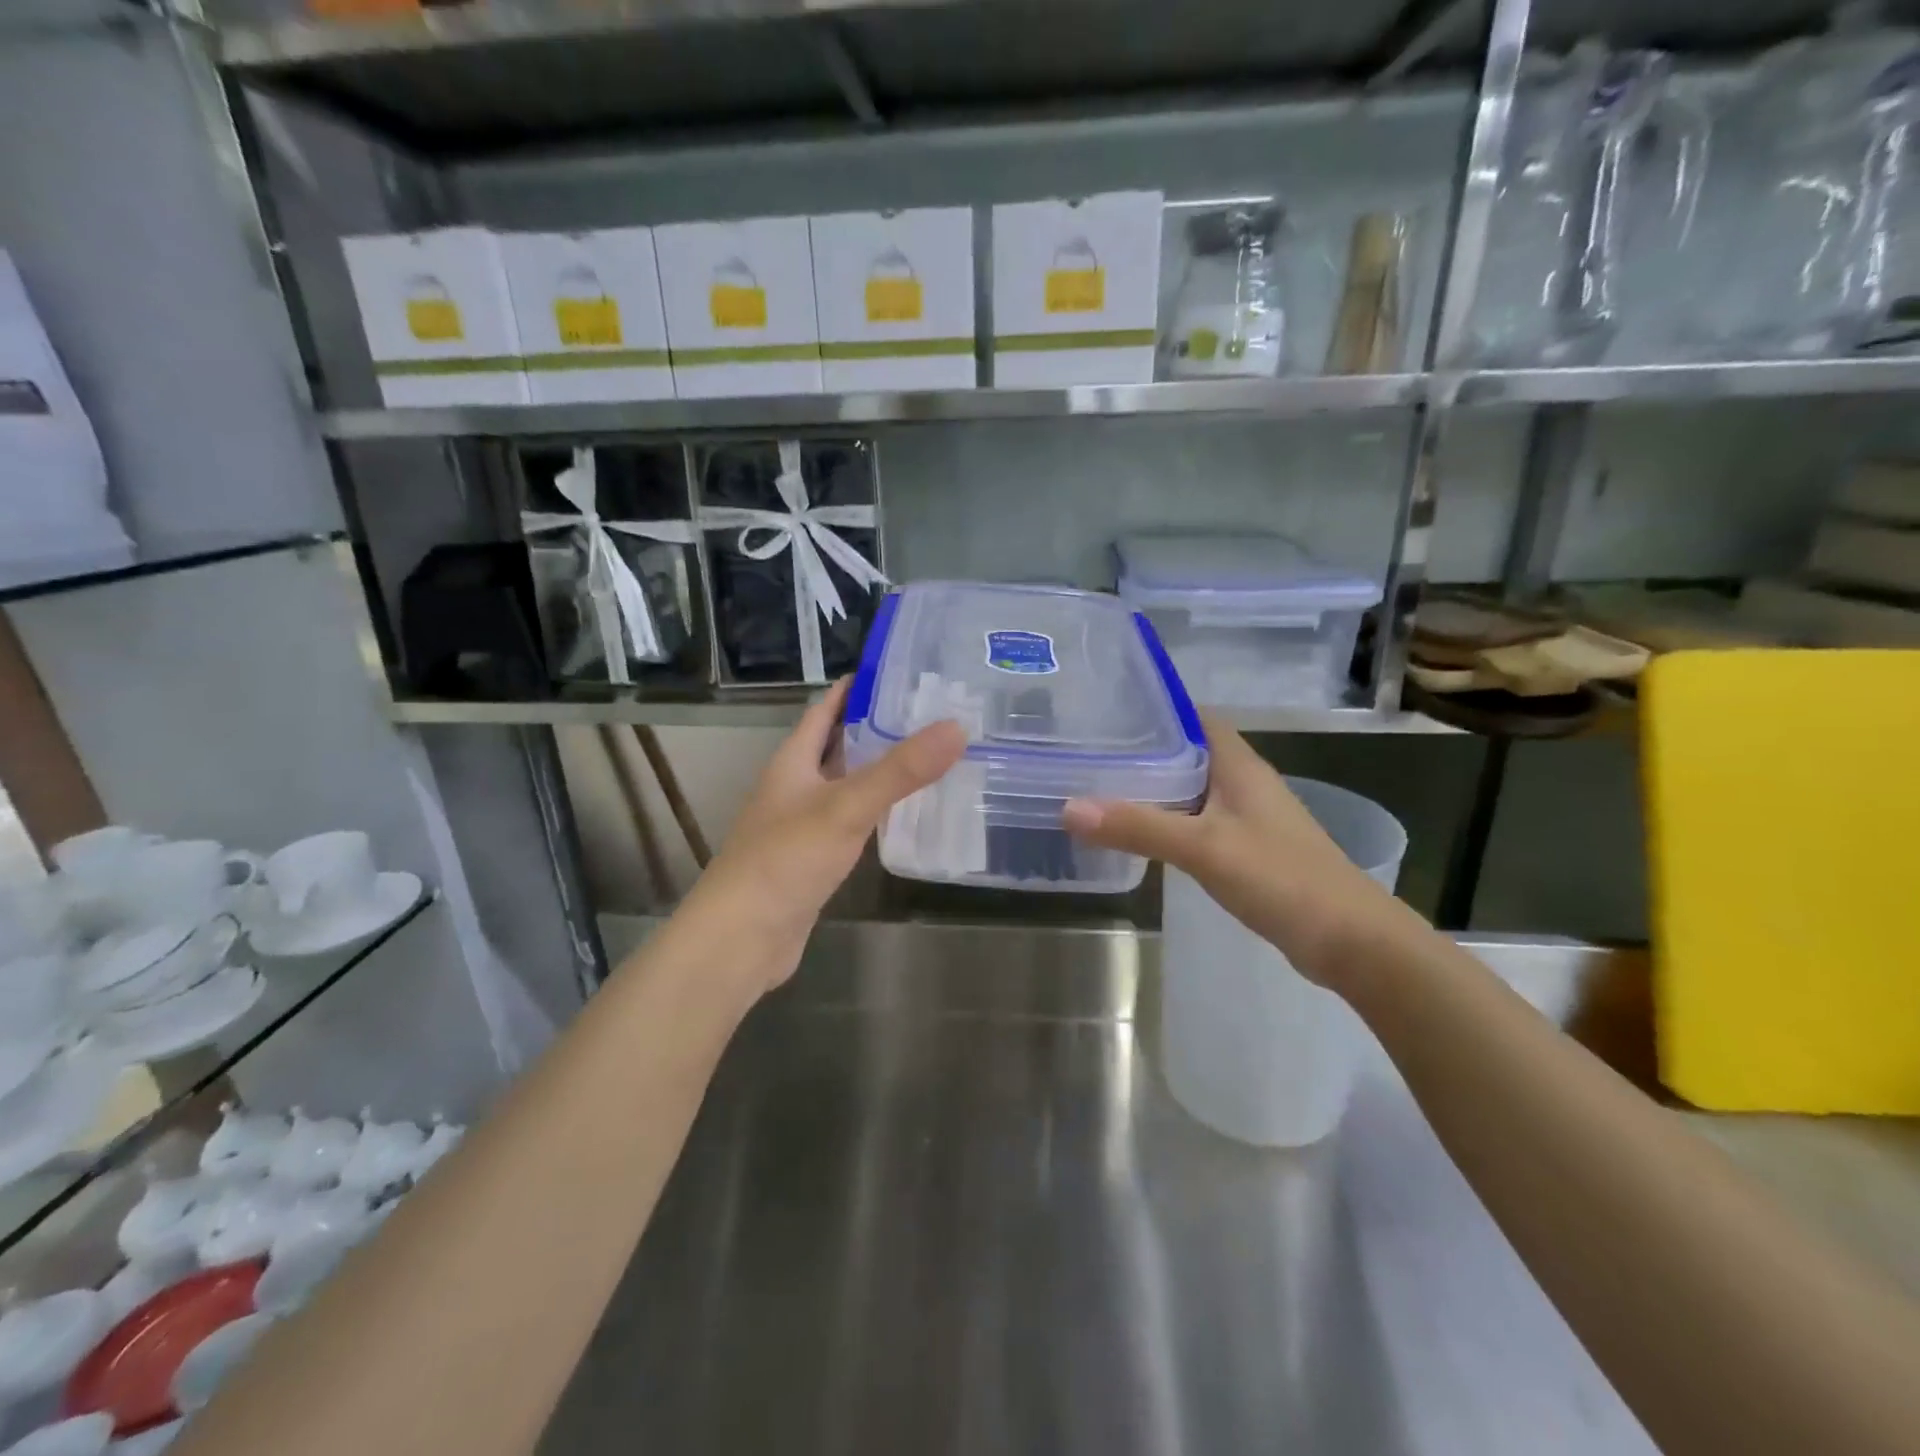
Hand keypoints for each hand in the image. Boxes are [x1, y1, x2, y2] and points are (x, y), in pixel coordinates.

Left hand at [687, 677, 965, 994]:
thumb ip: (900, 770)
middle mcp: (794, 786)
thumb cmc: (785, 860)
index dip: (856, 687)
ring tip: (928, 756)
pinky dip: (876, 810)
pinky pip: (850, 821)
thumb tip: (956, 728)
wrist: (742, 938)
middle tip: (929, 714)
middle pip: (837, 744)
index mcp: (792, 761)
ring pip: (845, 784)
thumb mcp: (846, 807)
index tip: (900, 671)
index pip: (824, 709)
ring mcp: (802, 824)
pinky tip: (905, 813)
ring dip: (878, 769)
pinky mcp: (813, 859)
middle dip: (876, 726)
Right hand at [1061, 713, 1406, 987]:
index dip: (1153, 707)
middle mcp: (1243, 783)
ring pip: (1191, 788)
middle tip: (1087, 750)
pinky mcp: (1247, 849)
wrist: (1351, 941)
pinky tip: (1138, 833)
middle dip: (1142, 748)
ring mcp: (1247, 818)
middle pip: (1187, 751)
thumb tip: (1069, 807)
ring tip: (1099, 785)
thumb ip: (1138, 827)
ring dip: (1153, 786)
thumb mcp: (1203, 848)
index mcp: (1239, 765)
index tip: (1104, 710)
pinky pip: (1197, 821)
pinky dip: (1167, 820)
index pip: (1192, 716)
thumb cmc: (1281, 878)